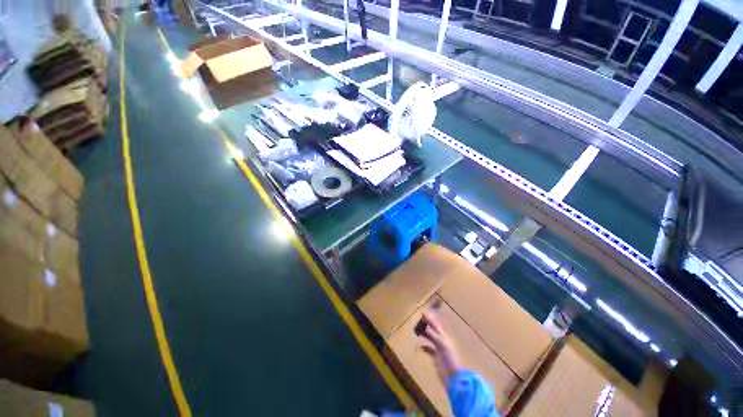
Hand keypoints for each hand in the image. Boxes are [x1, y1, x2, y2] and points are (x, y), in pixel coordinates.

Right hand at [419, 311, 460, 384]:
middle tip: (418, 321)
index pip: (436, 325)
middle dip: (426, 325)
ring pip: (430, 338)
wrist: (454, 377)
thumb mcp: (441, 345)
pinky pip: (428, 349)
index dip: (430, 319)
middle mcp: (442, 341)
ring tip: (417, 331)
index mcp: (444, 337)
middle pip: (433, 330)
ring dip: (424, 334)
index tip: (422, 313)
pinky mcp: (436, 357)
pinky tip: (419, 347)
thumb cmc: (449, 359)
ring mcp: (439, 349)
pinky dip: (423, 346)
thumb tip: (424, 327)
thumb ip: (433, 335)